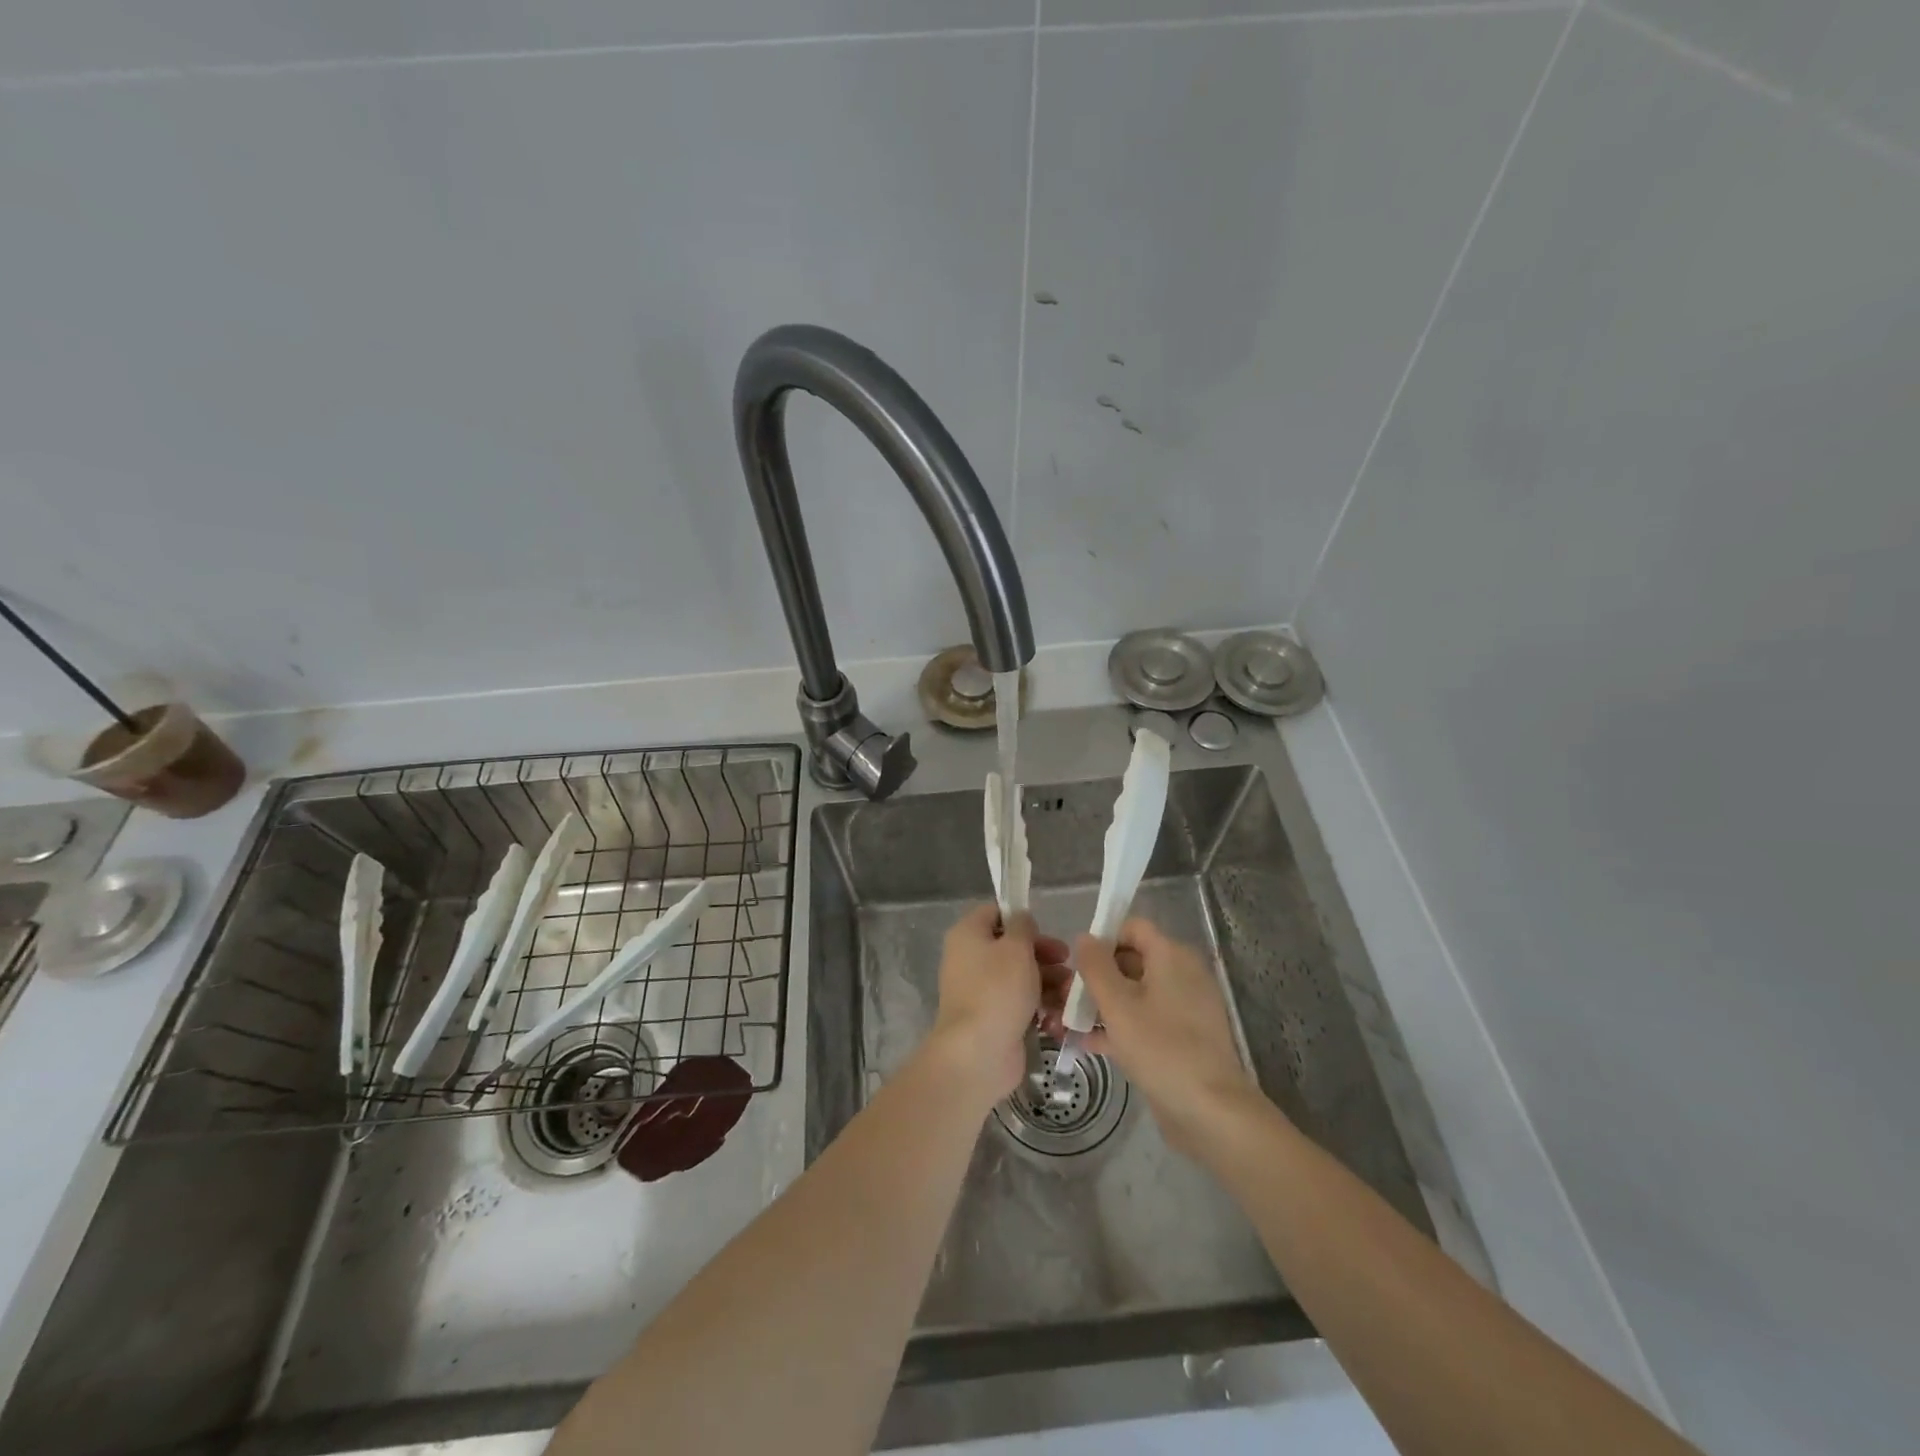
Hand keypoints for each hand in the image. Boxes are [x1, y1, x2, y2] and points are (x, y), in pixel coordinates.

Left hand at [927, 904, 1070, 1107]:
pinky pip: (1020, 1003)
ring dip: (1048, 980)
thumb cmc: (997, 990)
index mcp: (968, 935)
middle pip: (1011, 946)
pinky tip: (1059, 1014)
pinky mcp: (994, 1018)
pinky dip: (1039, 1005)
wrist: (978, 1054)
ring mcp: (981, 991)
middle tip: (1066, 961)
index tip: (1044, 930)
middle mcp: (970, 959)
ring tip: (1069, 992)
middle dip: (1043, 953)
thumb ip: (1022, 926)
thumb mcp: (1016, 948)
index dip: (1020, 917)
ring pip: (1019, 976)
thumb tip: (1021, 921)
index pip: (994, 912)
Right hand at [1065, 917, 1262, 1158]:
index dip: (1103, 939)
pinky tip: (1090, 1044)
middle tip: (1065, 997)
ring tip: (1068, 1022)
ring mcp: (1185, 1008)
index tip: (1078, 964)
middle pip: (1132, 960)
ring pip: (1136, 993)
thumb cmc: (1161, 1048)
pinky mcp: (1183, 1038)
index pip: (1133, 928)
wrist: (1211, 1112)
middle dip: (1097, 976)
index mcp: (1172, 956)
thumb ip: (1096, 967)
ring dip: (1104, 1004)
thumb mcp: (1118, 1004)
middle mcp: (1182, 974)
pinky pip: (1146, 1020)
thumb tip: (1084, 938)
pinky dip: (1121, 1026)